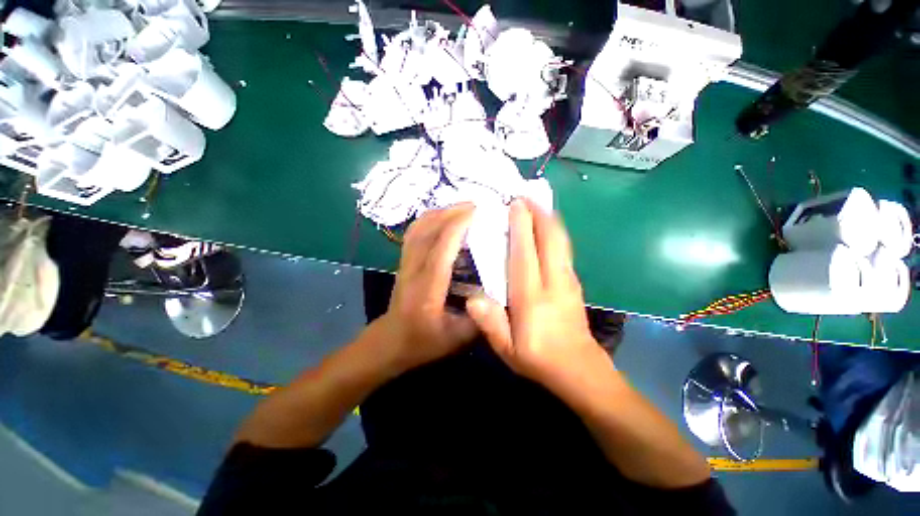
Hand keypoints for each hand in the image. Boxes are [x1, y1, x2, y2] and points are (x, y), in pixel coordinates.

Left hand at [365, 204, 478, 372]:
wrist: (391, 342)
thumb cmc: (424, 342)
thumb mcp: (458, 338)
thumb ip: (479, 317)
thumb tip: (499, 293)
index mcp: (427, 290)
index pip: (440, 251)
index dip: (456, 227)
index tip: (476, 211)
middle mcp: (413, 271)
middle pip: (427, 233)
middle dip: (450, 213)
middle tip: (475, 205)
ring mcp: (405, 263)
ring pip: (418, 229)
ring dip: (439, 213)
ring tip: (461, 207)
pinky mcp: (403, 261)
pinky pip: (413, 233)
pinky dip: (427, 219)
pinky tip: (442, 216)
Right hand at [465, 199, 611, 395]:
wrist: (580, 371)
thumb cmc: (539, 359)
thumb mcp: (508, 349)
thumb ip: (490, 323)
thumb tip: (471, 297)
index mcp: (532, 297)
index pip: (526, 253)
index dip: (521, 226)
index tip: (515, 204)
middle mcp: (553, 282)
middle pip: (550, 239)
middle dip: (539, 214)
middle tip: (526, 196)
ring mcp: (568, 281)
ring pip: (561, 242)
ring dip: (550, 220)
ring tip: (538, 205)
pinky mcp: (574, 283)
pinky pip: (565, 250)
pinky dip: (557, 234)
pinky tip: (549, 229)